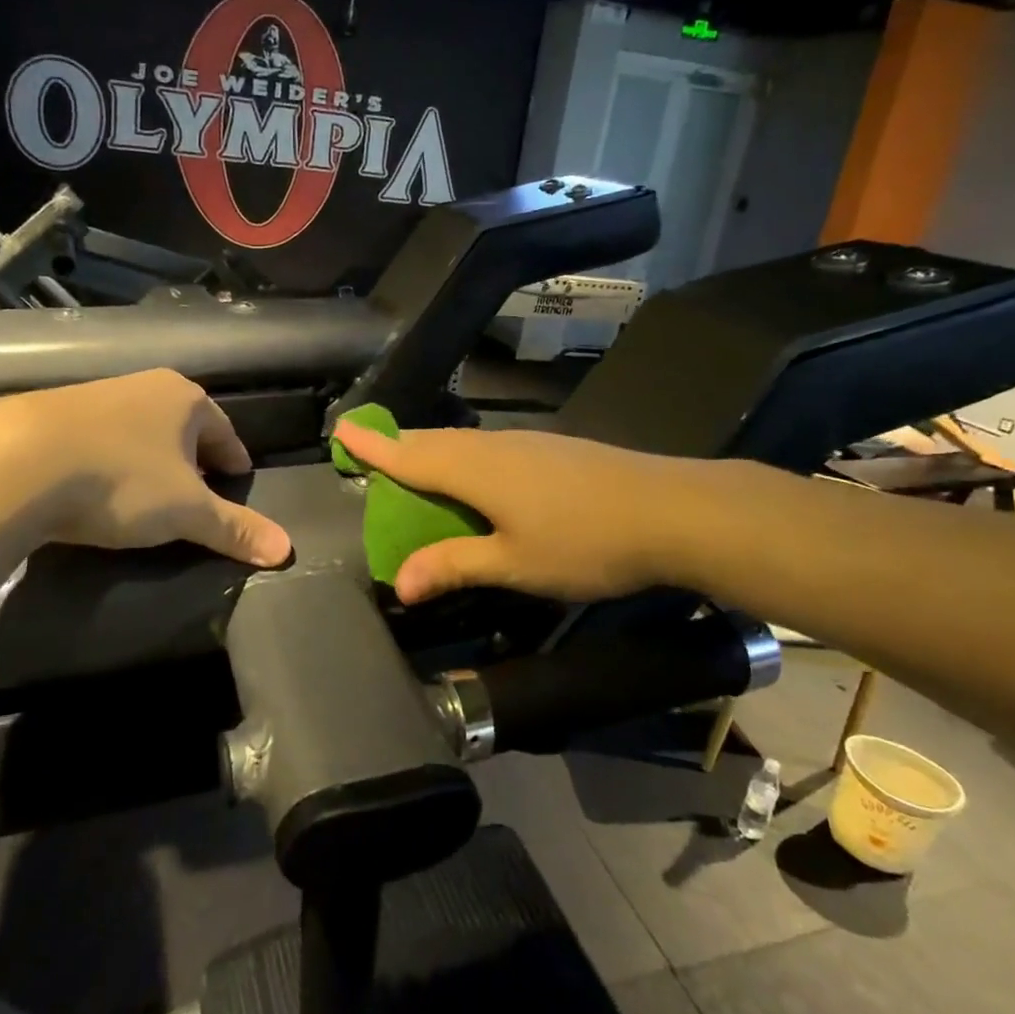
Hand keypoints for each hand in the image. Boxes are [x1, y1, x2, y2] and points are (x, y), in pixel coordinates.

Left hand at [0, 370, 291, 566]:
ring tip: (149, 494)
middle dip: (193, 458)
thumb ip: (235, 529)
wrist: (16, 463)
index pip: (224, 430)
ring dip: (150, 459)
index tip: (237, 480)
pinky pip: (99, 440)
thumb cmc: (121, 479)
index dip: (234, 459)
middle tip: (199, 492)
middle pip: (182, 427)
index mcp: (184, 399)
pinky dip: (110, 462)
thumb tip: (286, 550)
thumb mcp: (186, 511)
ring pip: (139, 431)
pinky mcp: (52, 416)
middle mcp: (142, 387)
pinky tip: (99, 488)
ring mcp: (95, 397)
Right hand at [331, 422, 689, 603]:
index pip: (410, 455)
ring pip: (465, 444)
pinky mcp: (554, 451)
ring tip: (417, 466)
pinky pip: (491, 450)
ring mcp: (529, 444)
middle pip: (435, 442)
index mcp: (476, 469)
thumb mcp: (515, 564)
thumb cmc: (585, 542)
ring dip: (434, 452)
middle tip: (372, 451)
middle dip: (400, 445)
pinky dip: (466, 460)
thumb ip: (455, 565)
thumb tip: (401, 583)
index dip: (374, 446)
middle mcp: (496, 446)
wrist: (672, 510)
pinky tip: (478, 478)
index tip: (342, 430)